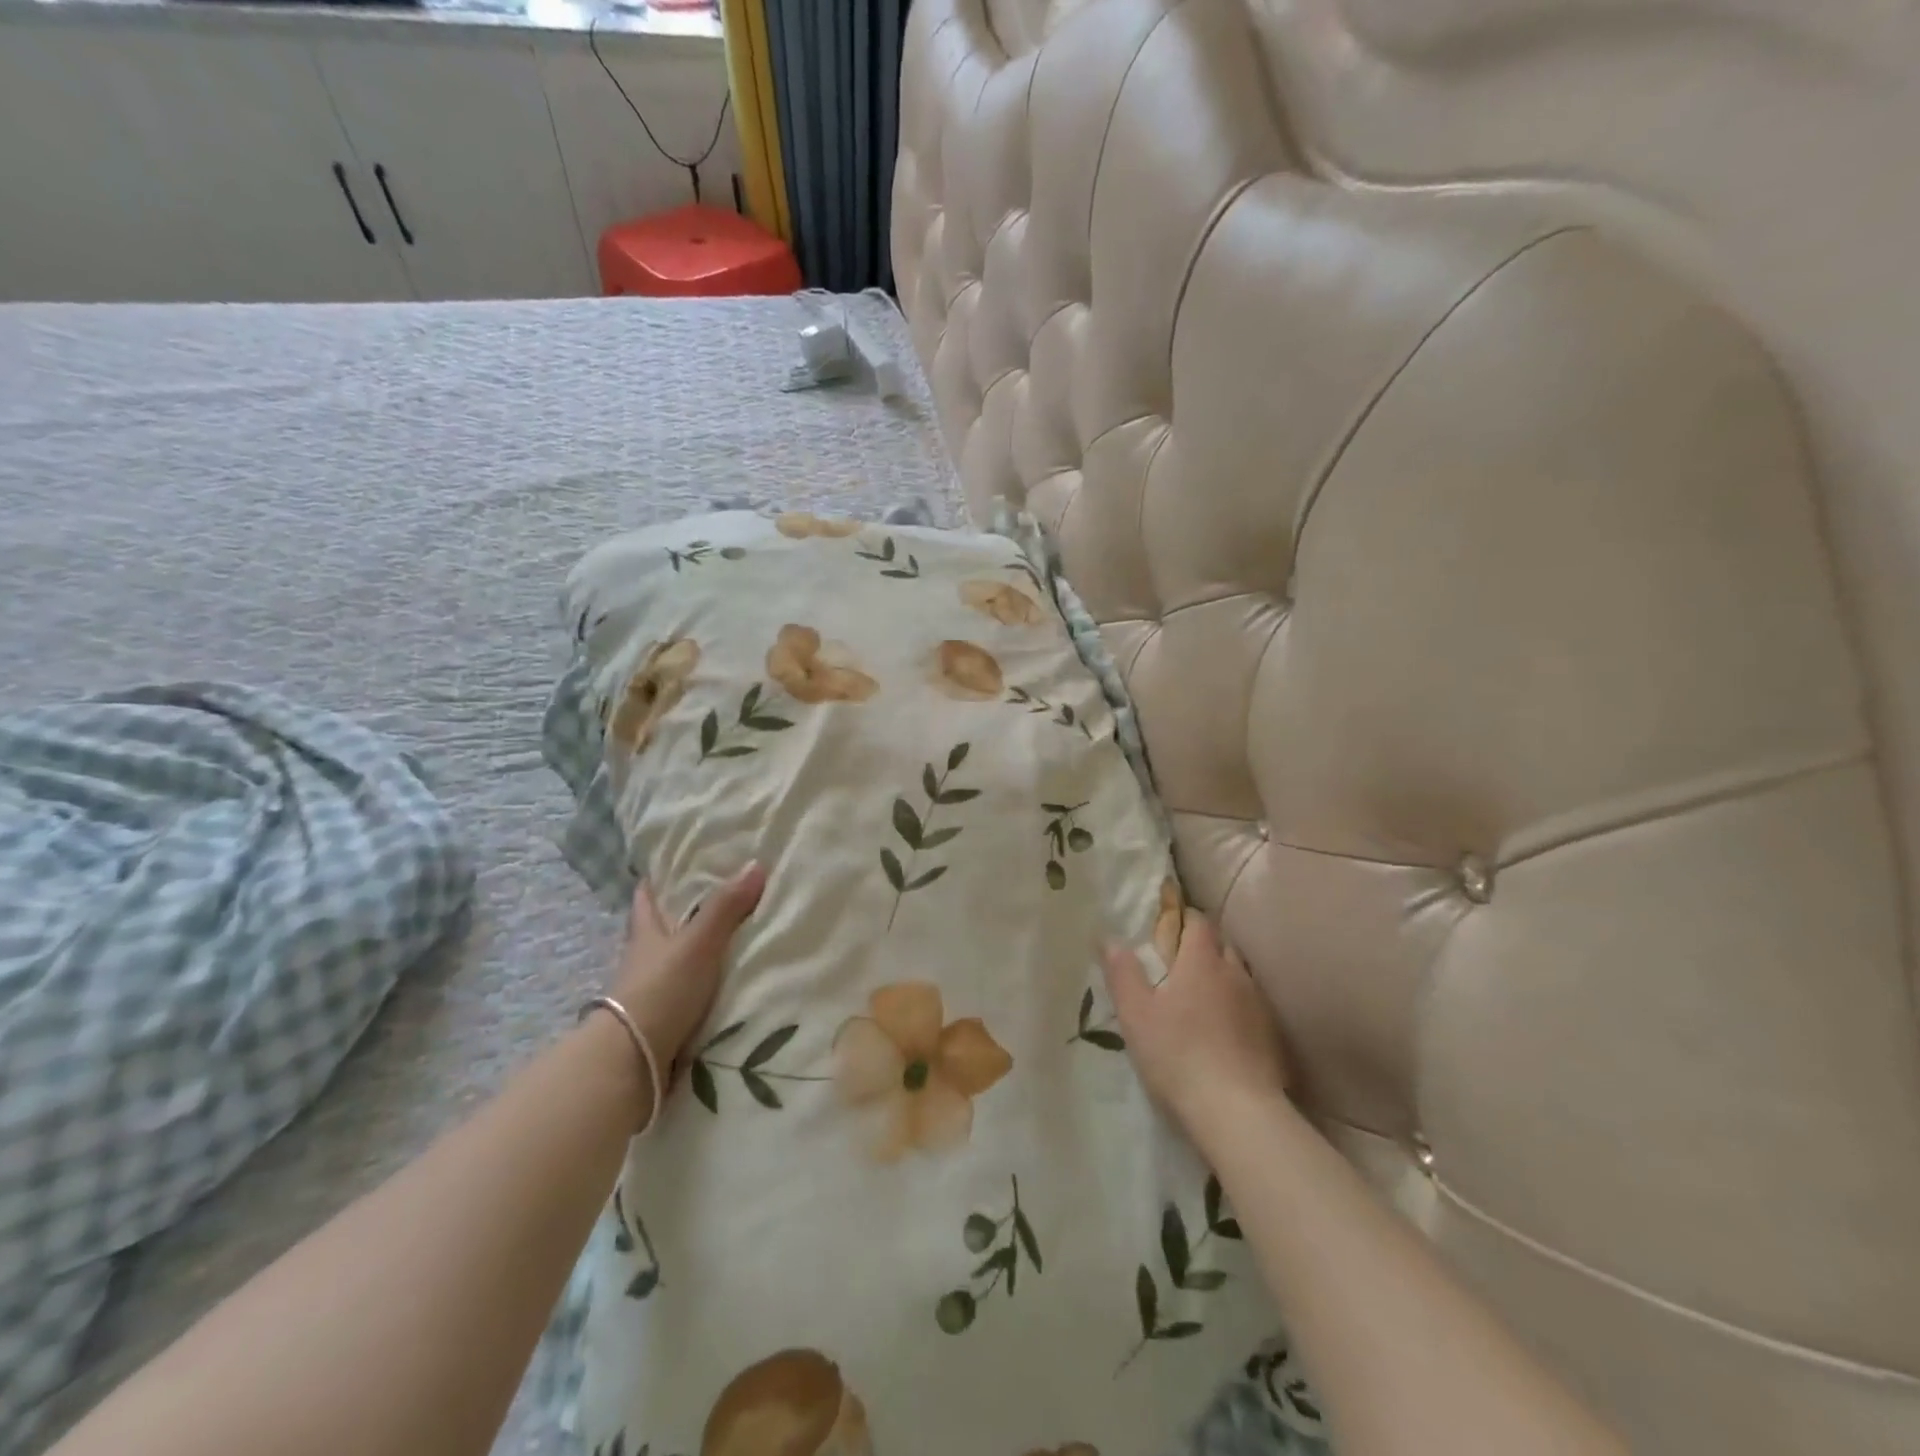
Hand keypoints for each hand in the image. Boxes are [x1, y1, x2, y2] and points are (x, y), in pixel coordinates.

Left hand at [612, 862, 766, 1075]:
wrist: (634, 1061)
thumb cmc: (662, 989)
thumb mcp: (698, 943)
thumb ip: (726, 907)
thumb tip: (756, 863)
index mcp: (646, 933)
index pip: (646, 898)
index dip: (656, 880)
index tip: (672, 863)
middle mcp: (644, 959)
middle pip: (660, 929)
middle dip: (682, 915)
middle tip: (716, 898)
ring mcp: (651, 993)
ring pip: (674, 963)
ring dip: (694, 954)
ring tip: (732, 941)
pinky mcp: (662, 1022)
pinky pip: (686, 994)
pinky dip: (702, 987)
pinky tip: (726, 984)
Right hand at [1103, 910, 1289, 1133]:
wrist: (1239, 1113)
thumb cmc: (1178, 1055)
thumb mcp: (1136, 1014)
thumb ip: (1122, 973)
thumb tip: (1109, 938)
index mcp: (1201, 961)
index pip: (1198, 921)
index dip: (1183, 918)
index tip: (1168, 927)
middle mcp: (1235, 973)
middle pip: (1222, 945)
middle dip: (1203, 947)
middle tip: (1179, 964)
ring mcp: (1259, 1005)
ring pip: (1240, 976)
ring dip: (1223, 978)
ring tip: (1203, 998)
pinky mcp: (1274, 1036)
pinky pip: (1253, 1007)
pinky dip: (1239, 1009)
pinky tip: (1226, 1031)